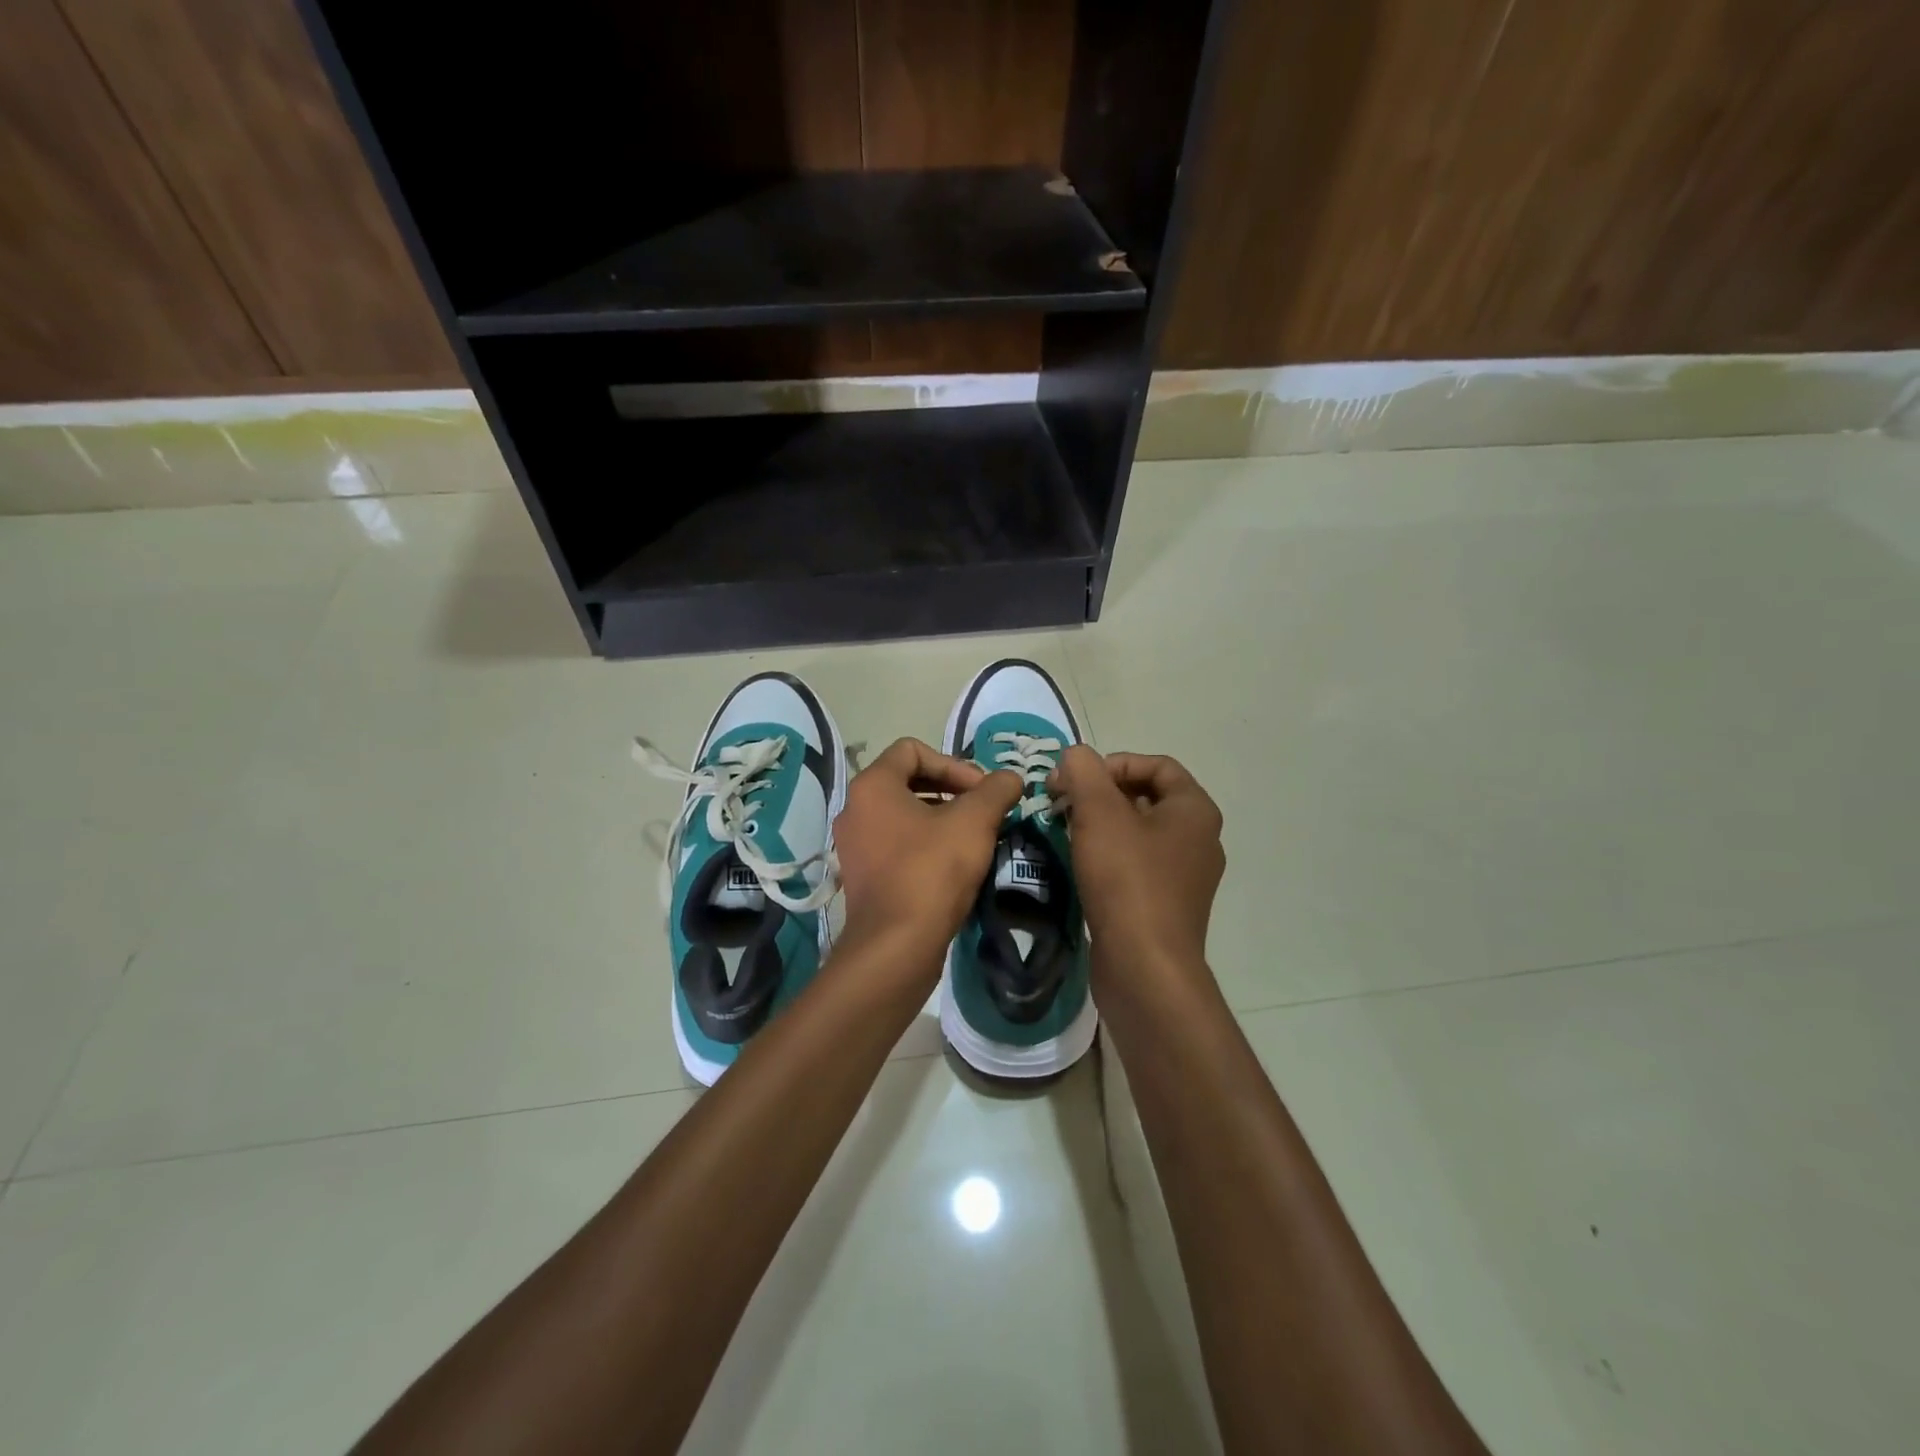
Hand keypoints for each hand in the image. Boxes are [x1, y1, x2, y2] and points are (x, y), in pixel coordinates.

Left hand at [833, 738, 1022, 972]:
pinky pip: (897, 844)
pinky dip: (926, 844)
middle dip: (951, 790)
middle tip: (983, 811)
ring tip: (974, 838)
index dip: (953, 762)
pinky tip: (955, 865)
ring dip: (942, 818)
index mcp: (872, 786)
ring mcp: (855, 845)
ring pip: (904, 815)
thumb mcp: (974, 822)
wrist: (896, 946)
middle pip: (907, 781)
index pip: (912, 749)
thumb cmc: (932, 871)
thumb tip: (1011, 778)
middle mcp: (855, 809)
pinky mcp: (862, 876)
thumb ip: (996, 790)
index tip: (981, 790)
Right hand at [1048, 747, 1225, 983]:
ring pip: (1139, 833)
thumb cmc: (1127, 881)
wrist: (1145, 967)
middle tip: (1064, 803)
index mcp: (1195, 811)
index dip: (1114, 763)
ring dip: (1101, 825)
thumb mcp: (1099, 814)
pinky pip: (1137, 865)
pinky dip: (1109, 856)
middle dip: (1101, 794)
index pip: (1157, 765)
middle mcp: (1199, 839)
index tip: (1076, 779)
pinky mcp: (1166, 906)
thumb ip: (1084, 772)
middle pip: (1147, 797)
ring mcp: (1185, 876)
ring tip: (1066, 831)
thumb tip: (1075, 756)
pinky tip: (1080, 865)